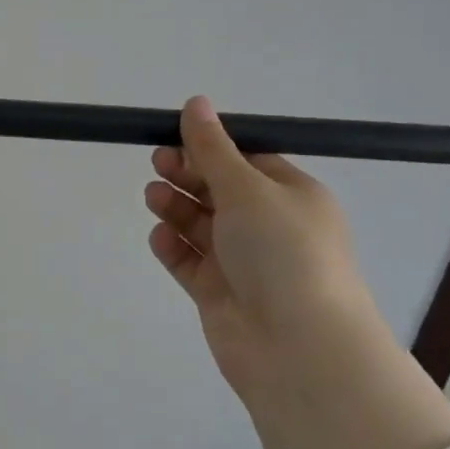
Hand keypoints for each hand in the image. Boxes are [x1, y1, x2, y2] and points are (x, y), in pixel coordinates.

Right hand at [145, 96, 449, 448]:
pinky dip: (175, 248)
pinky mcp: (220, 294)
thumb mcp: (247, 188)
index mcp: (292, 197)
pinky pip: (191, 263)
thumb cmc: (282, 252)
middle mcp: (271, 228)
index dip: (211, 147)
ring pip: (203, 227)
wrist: (296, 346)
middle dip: (189, 176)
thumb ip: (212, 149)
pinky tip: (158, 237)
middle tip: (157, 163)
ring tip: (153, 196)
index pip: (248, 161)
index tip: (174, 136)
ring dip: (178, 209)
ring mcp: (244, 264)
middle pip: (221, 192)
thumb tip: (195, 102)